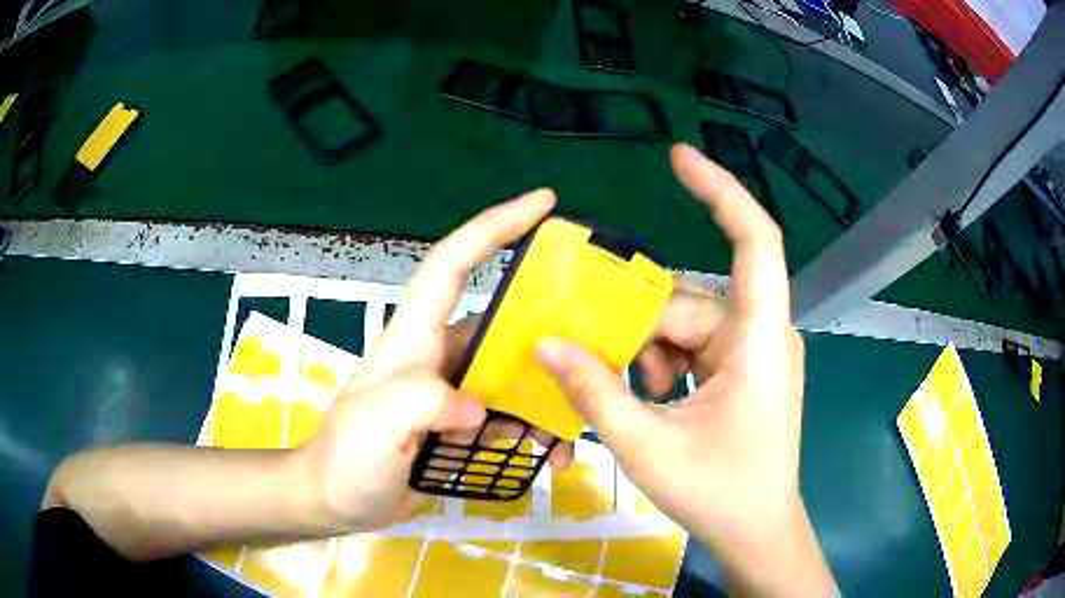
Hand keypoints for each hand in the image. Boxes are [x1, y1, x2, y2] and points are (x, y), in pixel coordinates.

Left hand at [294, 189, 569, 532]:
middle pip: (502, 323)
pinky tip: (550, 455)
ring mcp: (452, 392)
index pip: (452, 264)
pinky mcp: (461, 425)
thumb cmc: (345, 459)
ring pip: (512, 375)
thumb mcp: (374, 425)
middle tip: (594, 346)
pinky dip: (532, 430)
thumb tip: (479, 407)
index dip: (494, 226)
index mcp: (414, 339)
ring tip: (573, 426)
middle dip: (547, 329)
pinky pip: (508, 414)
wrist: (337, 502)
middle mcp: (439, 356)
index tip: (542, 203)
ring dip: (545, 396)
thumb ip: (421, 402)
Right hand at [536, 145, 834, 595]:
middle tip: (602, 369)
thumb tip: (547, 344)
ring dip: (651, 355)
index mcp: (758, 340)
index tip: (679, 157)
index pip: (755, 241)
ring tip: (637, 401)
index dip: (721, 191)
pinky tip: (655, 401)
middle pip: (691, 302)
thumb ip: (595, 392)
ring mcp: (755, 352)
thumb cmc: (718, 494)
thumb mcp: (646, 446)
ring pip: (688, 326)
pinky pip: (696, 347)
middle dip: (642, 331)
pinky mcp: (745, 370)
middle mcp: (762, 334)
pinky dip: (666, 366)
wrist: (757, 531)